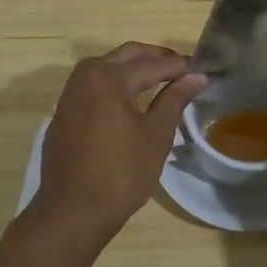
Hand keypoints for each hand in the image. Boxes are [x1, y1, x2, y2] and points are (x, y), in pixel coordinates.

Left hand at [27, 43, 206, 248]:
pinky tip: (130, 100)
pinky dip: (115, 83)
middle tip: (183, 71)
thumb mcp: (155, 136)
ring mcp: (71, 93)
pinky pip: (93, 84)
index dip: (180, 67)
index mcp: (110, 78)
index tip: (202, 71)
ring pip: (107, 65)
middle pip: (128, 54)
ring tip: (160, 81)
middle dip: (157, 58)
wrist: (72, 211)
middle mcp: (86, 76)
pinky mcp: (64, 111)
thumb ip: (175, 100)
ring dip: (134, 67)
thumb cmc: (121, 174)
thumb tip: (196, 76)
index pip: (154, 64)